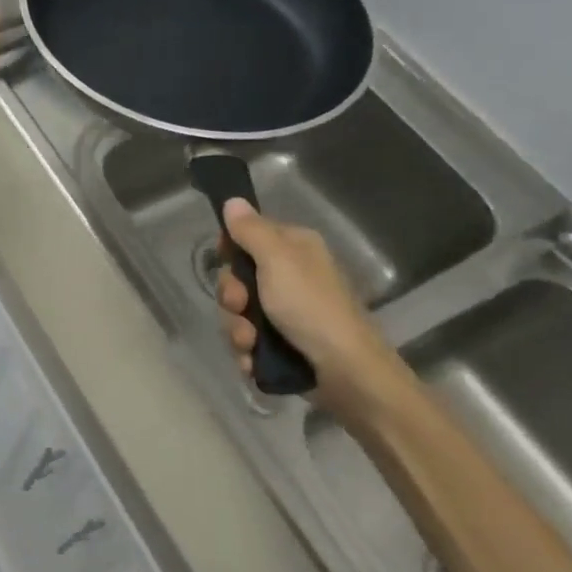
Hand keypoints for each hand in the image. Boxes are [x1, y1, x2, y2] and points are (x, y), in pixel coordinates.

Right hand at [215, 197, 412, 412]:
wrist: (346, 372)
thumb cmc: (311, 308)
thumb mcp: (278, 261)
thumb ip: (251, 231)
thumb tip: (233, 200)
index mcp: (293, 249)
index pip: (247, 236)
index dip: (230, 251)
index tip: (226, 263)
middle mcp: (290, 275)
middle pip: (237, 278)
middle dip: (231, 298)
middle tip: (241, 307)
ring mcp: (286, 312)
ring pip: (239, 313)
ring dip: (237, 330)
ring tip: (251, 343)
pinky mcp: (284, 343)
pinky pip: (248, 340)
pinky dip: (248, 351)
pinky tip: (254, 360)